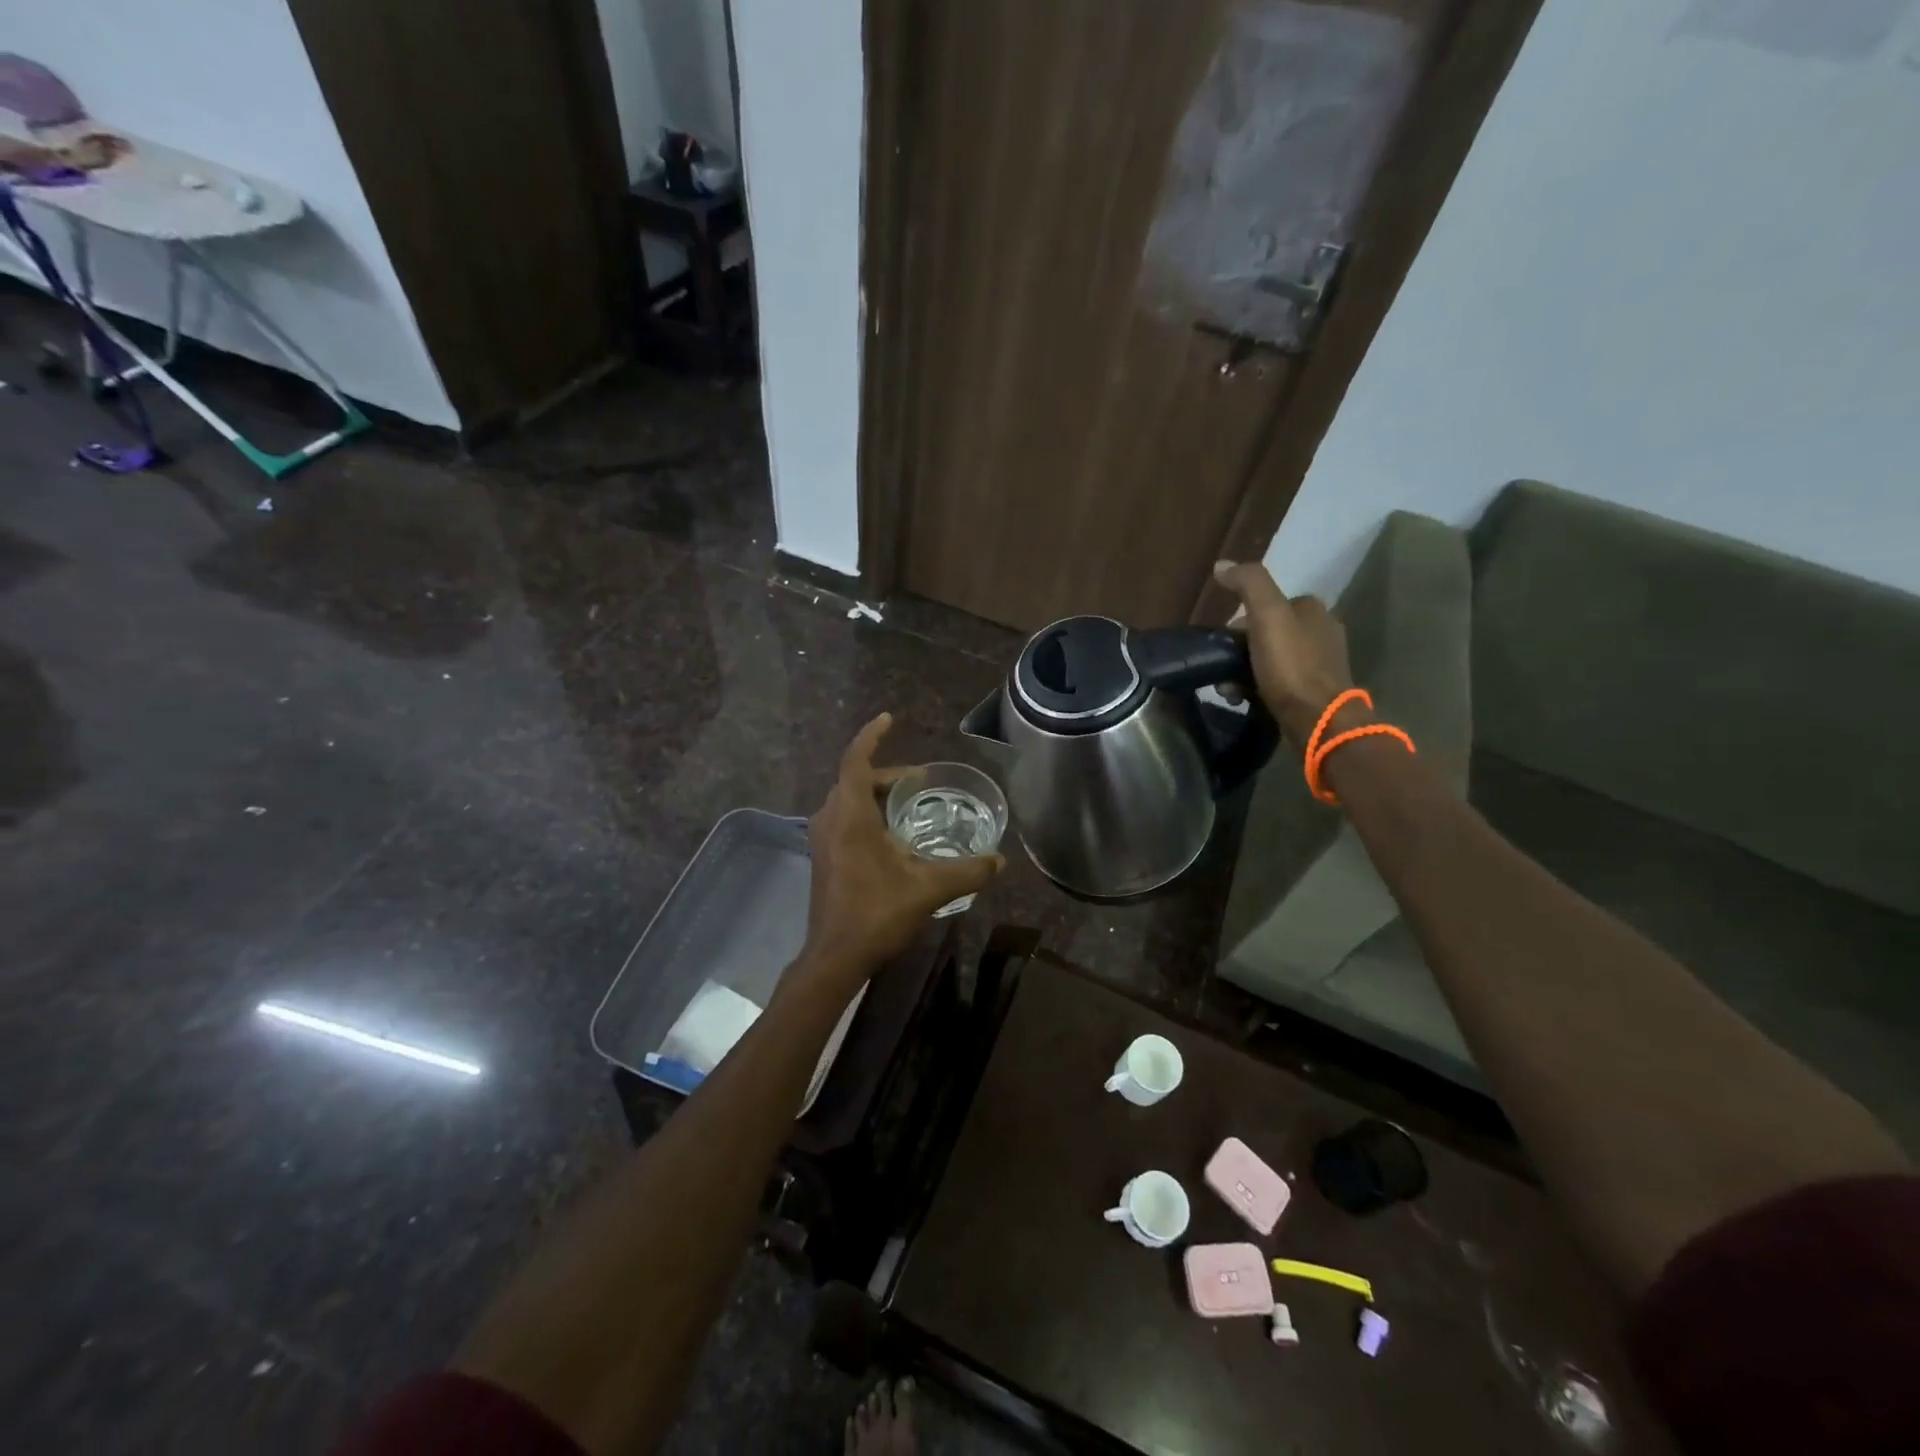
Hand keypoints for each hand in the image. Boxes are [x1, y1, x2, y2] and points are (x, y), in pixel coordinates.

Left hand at [800, 714, 1003, 983]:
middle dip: (885, 771)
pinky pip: (844, 818)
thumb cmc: (876, 913)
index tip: (889, 718)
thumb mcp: (928, 888)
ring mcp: (822, 839)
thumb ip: (967, 871)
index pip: (856, 759)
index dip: (872, 736)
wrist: (835, 957)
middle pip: (854, 779)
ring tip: (909, 800)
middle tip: (919, 778)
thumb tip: (1000, 861)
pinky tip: (892, 833)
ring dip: (875, 793)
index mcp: (849, 814)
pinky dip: (866, 812)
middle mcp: (829, 819)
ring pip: (847, 800)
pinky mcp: (824, 857)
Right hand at [1213, 561, 1356, 743]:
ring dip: (1243, 671)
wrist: (1318, 720)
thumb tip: (1221, 565)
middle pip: (1266, 633)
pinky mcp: (1315, 691)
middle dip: (1239, 650)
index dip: (1239, 622)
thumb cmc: (1291, 666)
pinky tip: (1244, 699)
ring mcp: (1320, 663)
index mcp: (1312, 609)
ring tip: (1228, 690)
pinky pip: (1278, 681)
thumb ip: (1248, 584)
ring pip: (1269, 658)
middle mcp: (1321, 631)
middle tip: (1222, 670)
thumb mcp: (1267, 616)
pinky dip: (1257, 687)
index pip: (1266, 605)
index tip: (1224, 641)